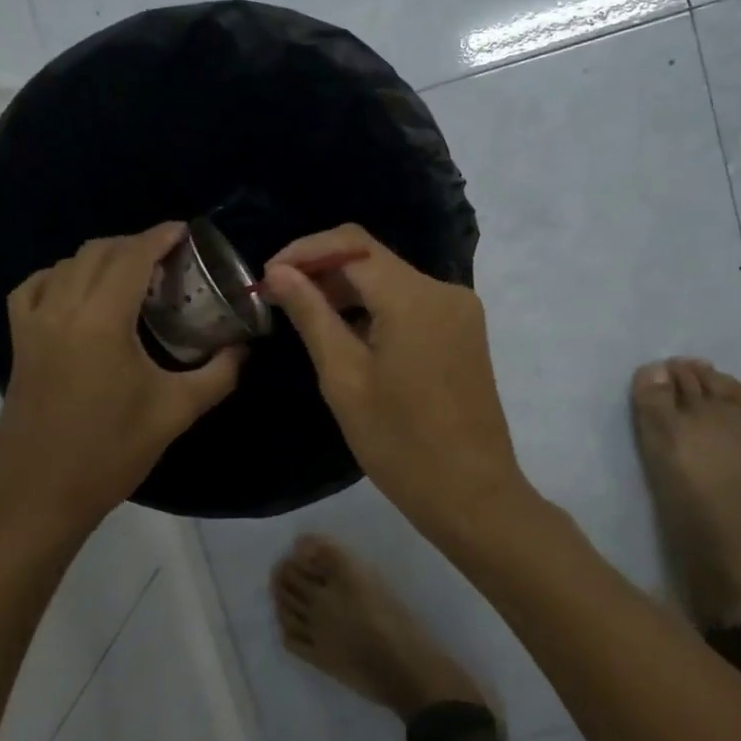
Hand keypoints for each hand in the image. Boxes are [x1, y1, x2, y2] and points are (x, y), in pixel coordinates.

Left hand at [0, 223, 243, 534]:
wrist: (39, 496)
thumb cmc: (110, 453)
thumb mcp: (175, 412)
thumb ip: (218, 374)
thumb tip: (244, 348)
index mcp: (101, 320)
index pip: (132, 257)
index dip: (159, 237)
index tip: (185, 231)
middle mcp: (62, 309)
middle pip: (98, 252)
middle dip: (135, 244)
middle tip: (168, 257)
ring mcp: (33, 325)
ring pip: (65, 264)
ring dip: (101, 257)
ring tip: (131, 273)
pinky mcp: (18, 343)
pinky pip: (34, 287)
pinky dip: (60, 275)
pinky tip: (77, 291)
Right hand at [262, 224, 530, 533]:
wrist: (472, 495)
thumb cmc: (400, 443)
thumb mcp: (344, 378)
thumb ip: (312, 315)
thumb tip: (279, 272)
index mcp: (415, 297)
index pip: (351, 245)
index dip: (305, 251)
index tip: (269, 276)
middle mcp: (444, 290)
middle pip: (373, 260)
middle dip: (324, 271)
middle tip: (280, 300)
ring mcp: (459, 311)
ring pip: (391, 281)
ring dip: (348, 292)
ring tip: (306, 318)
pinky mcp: (463, 332)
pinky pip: (411, 304)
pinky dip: (376, 310)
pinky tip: (348, 336)